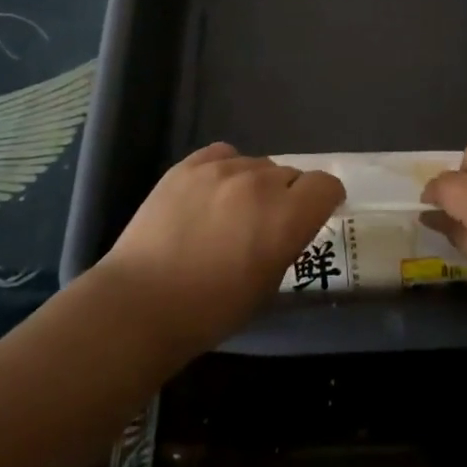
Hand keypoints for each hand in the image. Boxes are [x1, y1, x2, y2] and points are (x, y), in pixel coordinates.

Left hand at [95, 143, 345, 356]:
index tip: (313, 215)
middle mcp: (260, 183)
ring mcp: (222, 169)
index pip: (326, 185)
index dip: (324, 200)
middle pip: (290, 174)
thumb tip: (287, 224)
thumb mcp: (268, 285)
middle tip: (264, 225)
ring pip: (256, 164)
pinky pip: (223, 155)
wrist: (141, 304)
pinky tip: (210, 195)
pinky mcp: (188, 165)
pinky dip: (225, 171)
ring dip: (254, 185)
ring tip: (230, 212)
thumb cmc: (211, 311)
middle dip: (287, 196)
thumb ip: (287, 242)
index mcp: (286, 216)